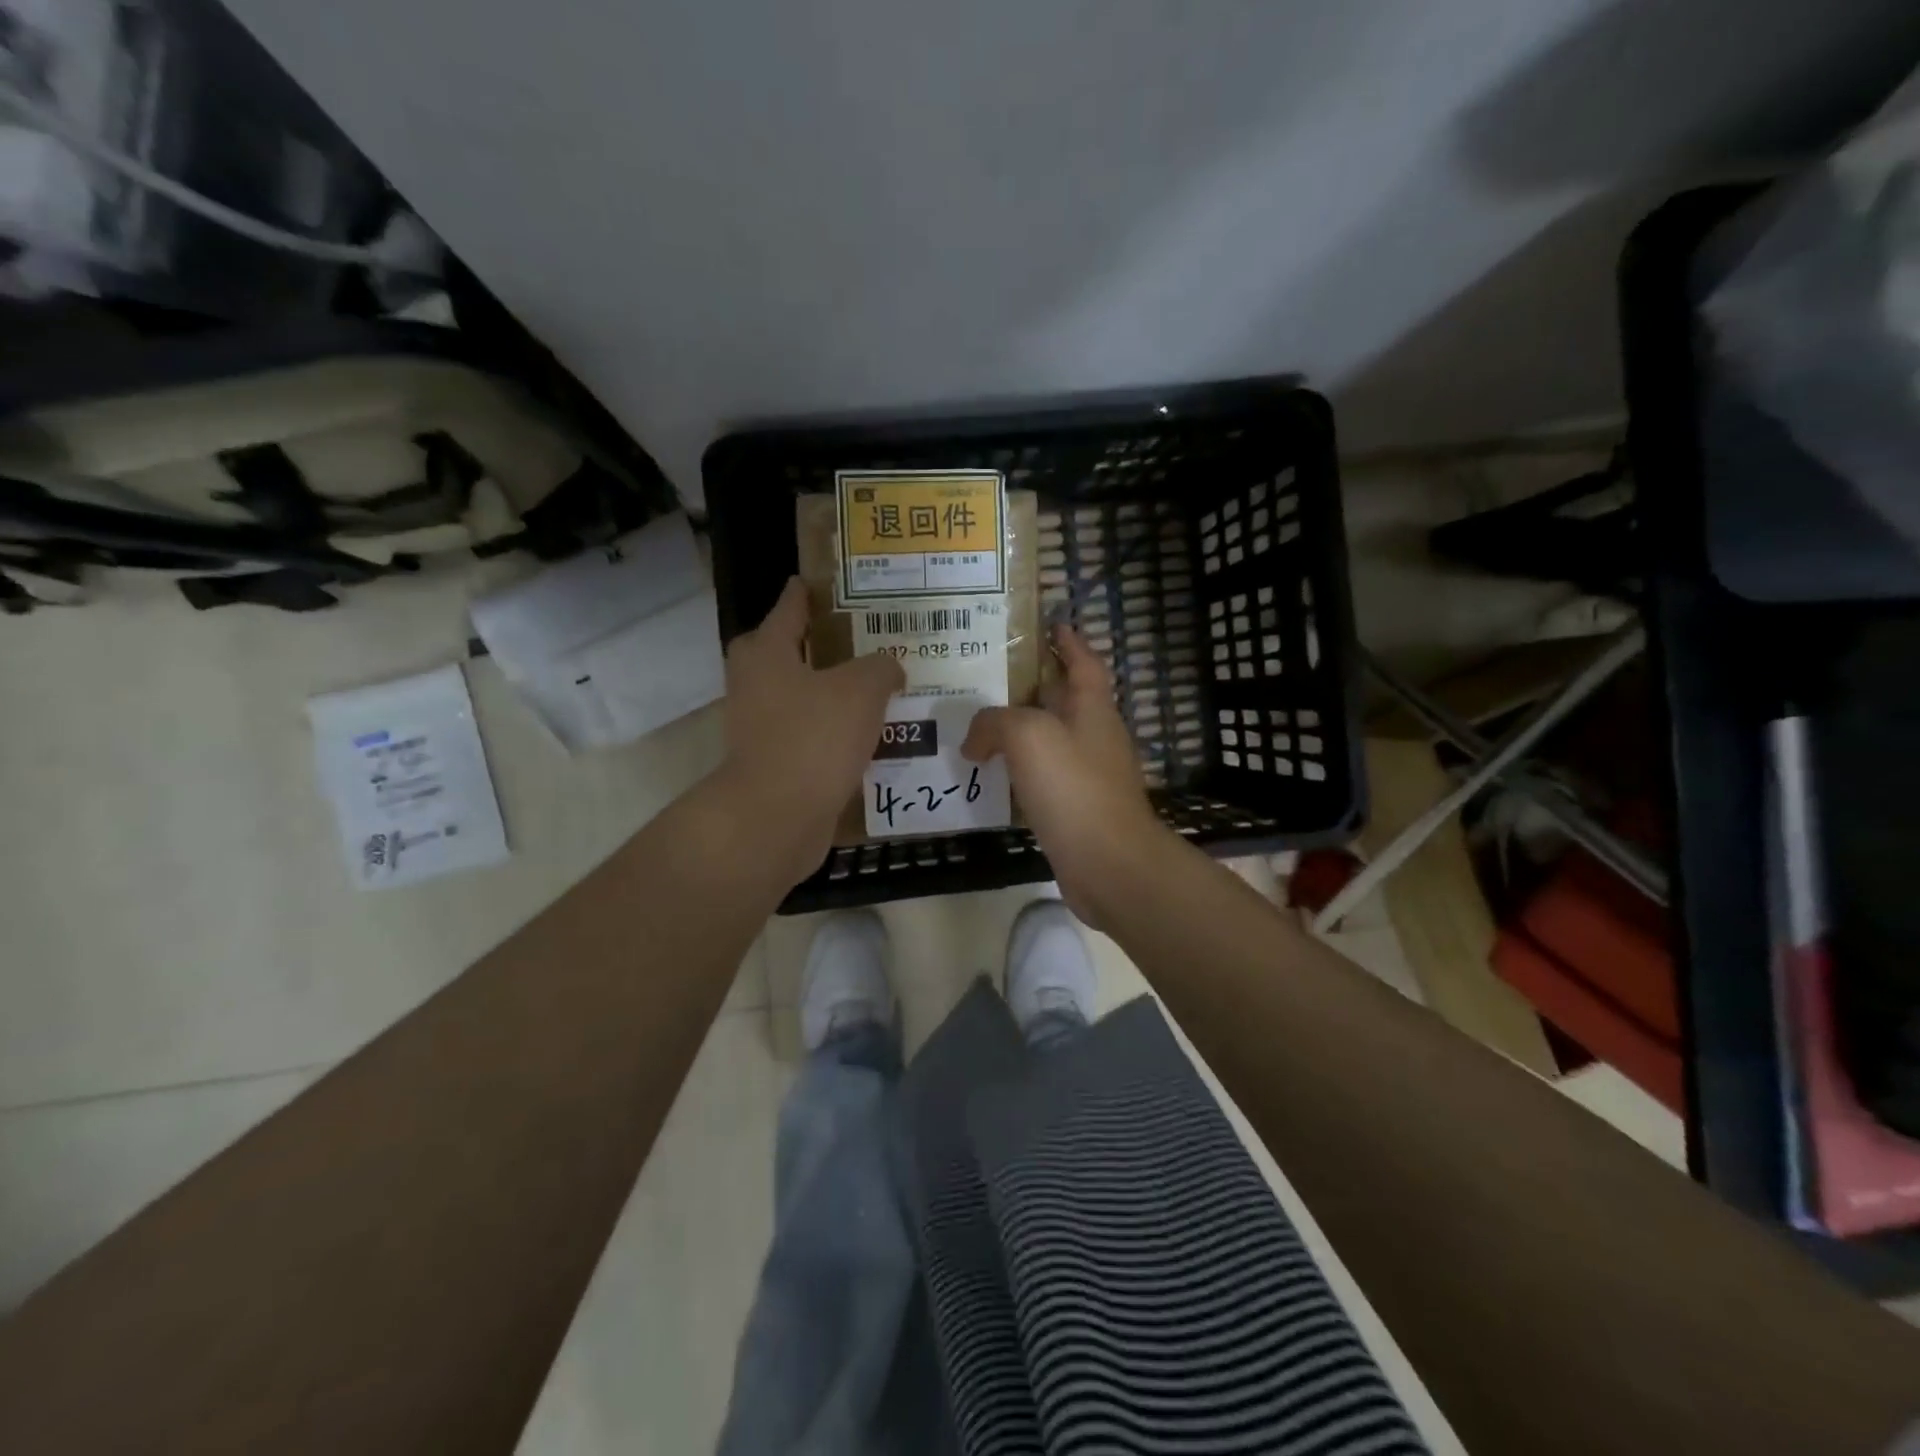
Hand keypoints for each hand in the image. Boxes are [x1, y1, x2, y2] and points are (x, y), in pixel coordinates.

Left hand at [719, 577, 903, 883]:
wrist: (778, 817)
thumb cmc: (814, 737)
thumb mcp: (861, 688)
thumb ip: (881, 667)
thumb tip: (889, 668)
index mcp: (767, 651)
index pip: (790, 606)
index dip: (810, 591)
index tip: (830, 582)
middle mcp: (756, 683)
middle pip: (792, 652)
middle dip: (827, 645)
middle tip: (869, 639)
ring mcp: (761, 726)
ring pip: (805, 696)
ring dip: (837, 692)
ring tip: (882, 687)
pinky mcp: (776, 762)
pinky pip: (813, 734)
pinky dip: (838, 732)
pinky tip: (874, 735)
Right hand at [962, 623, 1169, 927]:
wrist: (1108, 864)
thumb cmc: (1073, 788)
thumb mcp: (1028, 736)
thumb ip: (994, 723)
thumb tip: (974, 741)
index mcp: (1093, 709)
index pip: (1083, 663)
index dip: (1069, 642)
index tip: (1052, 624)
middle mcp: (1094, 737)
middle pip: (1065, 700)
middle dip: (1034, 685)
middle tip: (990, 677)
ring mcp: (1088, 775)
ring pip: (1051, 740)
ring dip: (1021, 730)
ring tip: (980, 724)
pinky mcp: (1076, 809)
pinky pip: (1043, 778)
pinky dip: (1019, 770)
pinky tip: (991, 775)